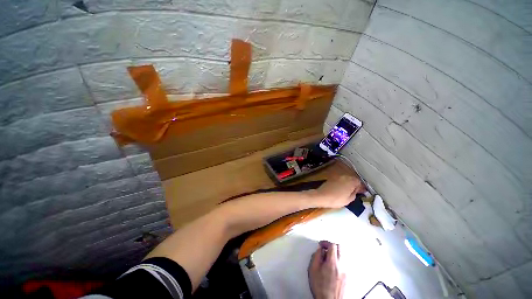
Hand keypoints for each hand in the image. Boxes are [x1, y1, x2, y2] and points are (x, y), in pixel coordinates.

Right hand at [308, 241, 345, 298]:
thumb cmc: (321, 288)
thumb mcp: (313, 269)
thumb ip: (316, 255)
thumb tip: (319, 249)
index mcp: (333, 263)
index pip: (332, 245)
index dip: (325, 242)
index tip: (321, 244)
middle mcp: (342, 265)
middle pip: (339, 247)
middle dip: (331, 246)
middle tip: (325, 249)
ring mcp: (346, 271)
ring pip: (342, 255)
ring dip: (335, 253)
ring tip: (327, 258)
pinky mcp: (347, 276)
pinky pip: (344, 262)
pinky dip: (338, 260)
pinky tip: (332, 266)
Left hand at [314, 175, 365, 207]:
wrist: (322, 196)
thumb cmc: (336, 199)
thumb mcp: (349, 200)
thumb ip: (354, 194)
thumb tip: (356, 191)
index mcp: (351, 181)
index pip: (359, 182)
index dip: (361, 188)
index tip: (361, 193)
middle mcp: (344, 177)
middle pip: (352, 179)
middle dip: (354, 185)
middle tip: (355, 192)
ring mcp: (337, 177)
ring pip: (346, 179)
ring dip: (348, 184)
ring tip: (348, 191)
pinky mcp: (332, 178)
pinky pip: (340, 180)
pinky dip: (342, 184)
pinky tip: (341, 189)